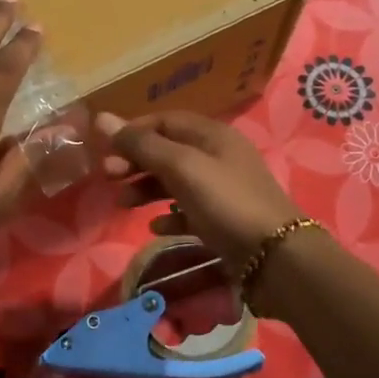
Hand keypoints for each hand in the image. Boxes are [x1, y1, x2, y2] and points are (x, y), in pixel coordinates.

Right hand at [96, 110, 303, 272]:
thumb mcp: (182, 168)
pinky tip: (155, 227)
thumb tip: (101, 119)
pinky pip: (189, 211)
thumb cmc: (227, 203)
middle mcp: (218, 156)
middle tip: (107, 177)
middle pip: (168, 150)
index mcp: (212, 135)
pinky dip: (169, 216)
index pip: (165, 120)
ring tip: (122, 203)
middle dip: (136, 160)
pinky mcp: (224, 221)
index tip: (104, 149)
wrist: (277, 258)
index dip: (133, 131)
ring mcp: (223, 190)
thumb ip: (142, 145)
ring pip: (176, 181)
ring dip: (146, 188)